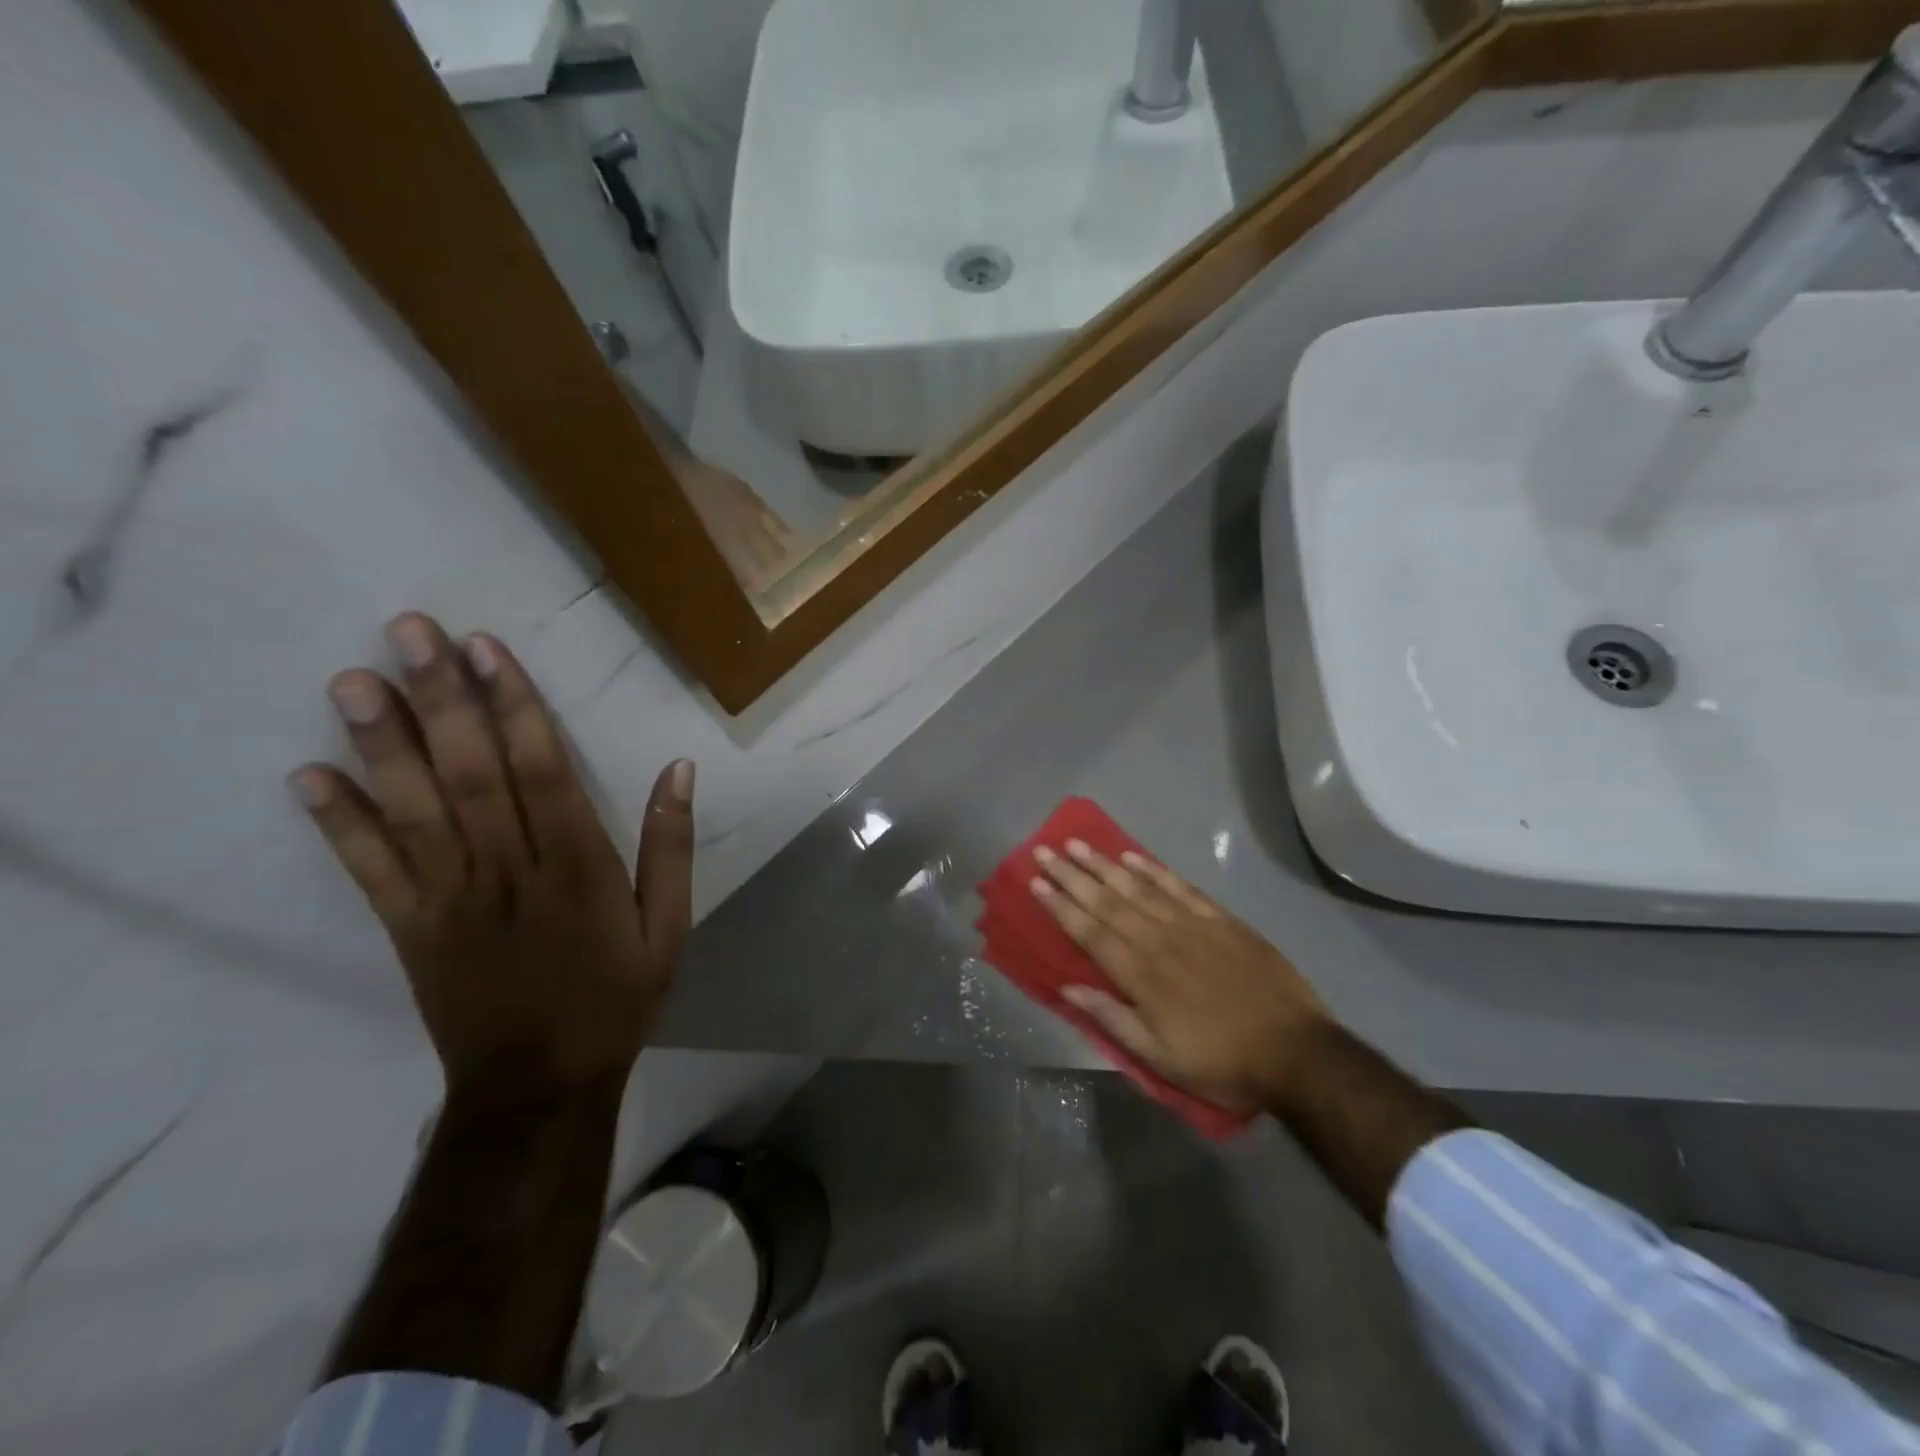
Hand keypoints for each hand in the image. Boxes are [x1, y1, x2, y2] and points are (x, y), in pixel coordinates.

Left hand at [290, 612, 693, 1097]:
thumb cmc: (615, 997)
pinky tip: (308, 777)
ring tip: (352, 679)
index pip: (542, 771)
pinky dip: (338, 825)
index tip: (485, 649)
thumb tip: (679, 770)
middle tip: (407, 631)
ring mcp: (450, 899)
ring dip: (381, 743)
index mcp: (577, 867)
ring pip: (414, 810)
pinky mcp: (410, 928)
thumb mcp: (670, 927)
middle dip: (439, 699)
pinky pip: (370, 871)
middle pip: (470, 773)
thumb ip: (671, 848)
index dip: (514, 707)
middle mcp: (508, 871)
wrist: (539, 1085)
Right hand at [1030, 840, 1329, 1114]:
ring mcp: (1192, 925)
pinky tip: (1133, 856)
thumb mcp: (1161, 1059)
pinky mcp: (1221, 920)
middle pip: (1107, 901)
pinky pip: (1180, 887)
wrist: (1297, 1052)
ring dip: (1104, 864)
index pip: (1090, 932)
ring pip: (1138, 887)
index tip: (1035, 882)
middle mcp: (1159, 940)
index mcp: (1141, 975)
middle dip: (1071, 875)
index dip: (1060, 906)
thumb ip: (1113, 1019)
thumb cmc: (1222, 1062)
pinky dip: (1154, 870)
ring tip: (1077, 844)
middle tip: (1044, 851)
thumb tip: (1069, 987)